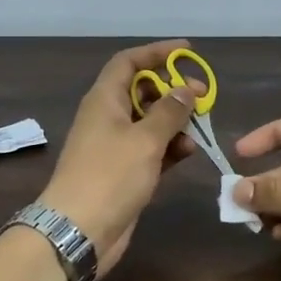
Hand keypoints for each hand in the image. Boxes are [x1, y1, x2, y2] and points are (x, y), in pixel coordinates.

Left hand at [37, 39, 199, 277]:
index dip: (156, 53)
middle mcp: (107, 117)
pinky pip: (150, 149)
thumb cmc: (110, 176)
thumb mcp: (145, 139)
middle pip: (141, 91)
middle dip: (172, 91)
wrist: (78, 230)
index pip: (128, 62)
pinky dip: (168, 147)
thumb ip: (169, 111)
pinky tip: (188, 153)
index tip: (187, 51)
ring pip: (148, 122)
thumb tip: (185, 88)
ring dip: (174, 122)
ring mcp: (114, 146)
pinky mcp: (123, 172)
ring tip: (200, 129)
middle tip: (202, 97)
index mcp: (104, 99)